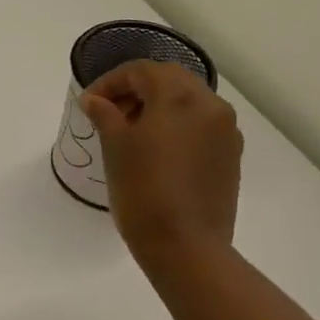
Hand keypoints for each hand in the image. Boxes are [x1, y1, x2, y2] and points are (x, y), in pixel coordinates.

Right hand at [80, 60, 242, 273]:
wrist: (186, 247)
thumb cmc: (143, 192)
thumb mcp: (115, 148)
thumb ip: (105, 115)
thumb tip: (95, 100)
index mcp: (180, 97)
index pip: (142, 71)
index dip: (111, 82)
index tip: (89, 104)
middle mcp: (211, 105)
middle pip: (170, 81)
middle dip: (137, 90)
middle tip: (109, 113)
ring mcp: (226, 132)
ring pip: (188, 103)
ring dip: (158, 107)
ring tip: (130, 133)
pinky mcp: (231, 156)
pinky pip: (201, 127)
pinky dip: (177, 127)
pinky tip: (157, 151)